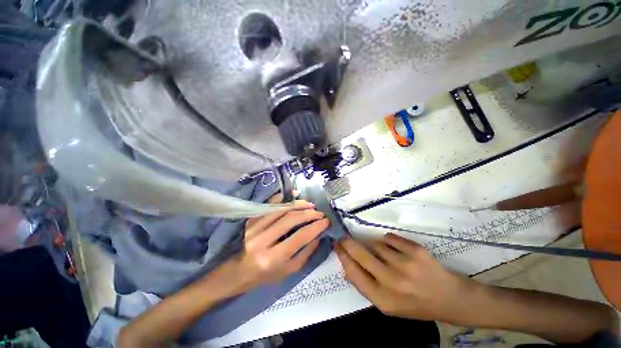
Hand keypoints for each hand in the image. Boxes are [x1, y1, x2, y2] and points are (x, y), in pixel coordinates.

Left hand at [209, 197, 329, 296]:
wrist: (237, 272)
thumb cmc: (265, 275)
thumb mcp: (288, 271)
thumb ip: (305, 253)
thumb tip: (318, 235)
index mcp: (273, 258)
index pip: (300, 237)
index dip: (315, 227)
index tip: (326, 221)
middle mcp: (262, 240)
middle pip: (290, 219)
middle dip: (308, 213)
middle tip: (319, 212)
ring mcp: (254, 228)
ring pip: (279, 209)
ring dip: (297, 204)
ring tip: (309, 204)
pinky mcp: (250, 220)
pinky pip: (267, 205)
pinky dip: (281, 198)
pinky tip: (291, 194)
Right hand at [335, 233, 476, 321]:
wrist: (451, 299)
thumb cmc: (416, 304)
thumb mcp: (388, 304)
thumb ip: (366, 286)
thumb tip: (346, 268)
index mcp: (383, 300)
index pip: (354, 273)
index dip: (343, 256)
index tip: (337, 245)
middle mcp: (392, 283)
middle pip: (361, 254)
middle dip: (348, 243)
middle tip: (343, 236)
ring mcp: (406, 265)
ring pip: (376, 244)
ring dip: (374, 245)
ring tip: (383, 252)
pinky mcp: (416, 251)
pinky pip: (391, 238)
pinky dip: (389, 240)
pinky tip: (396, 248)